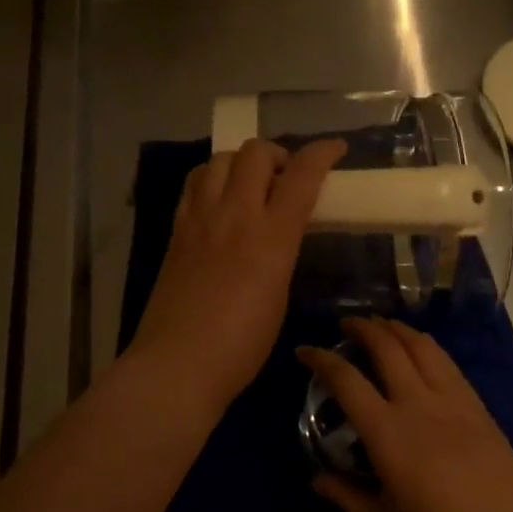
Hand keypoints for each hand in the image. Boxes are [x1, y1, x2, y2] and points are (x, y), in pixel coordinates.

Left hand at [128, 138, 345, 414]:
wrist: (178, 363)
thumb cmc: (241, 344)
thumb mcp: (279, 293)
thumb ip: (282, 252)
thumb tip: (279, 233)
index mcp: (271, 236)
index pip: (302, 174)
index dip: (323, 152)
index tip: (336, 149)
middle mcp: (235, 214)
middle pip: (256, 152)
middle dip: (278, 154)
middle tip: (285, 177)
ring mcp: (200, 217)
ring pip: (221, 158)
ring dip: (242, 162)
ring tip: (250, 185)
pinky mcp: (176, 228)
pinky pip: (195, 182)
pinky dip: (213, 177)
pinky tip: (219, 198)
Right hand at [301, 317, 512, 511]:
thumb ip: (347, 498)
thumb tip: (317, 478)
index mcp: (389, 435)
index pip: (346, 380)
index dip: (321, 359)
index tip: (304, 350)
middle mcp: (419, 405)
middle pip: (386, 346)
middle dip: (361, 327)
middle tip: (344, 325)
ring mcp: (454, 402)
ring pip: (420, 345)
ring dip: (395, 328)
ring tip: (380, 326)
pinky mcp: (478, 407)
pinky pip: (446, 362)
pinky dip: (424, 346)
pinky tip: (419, 351)